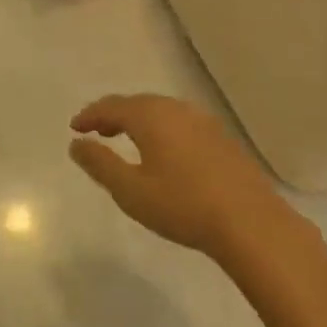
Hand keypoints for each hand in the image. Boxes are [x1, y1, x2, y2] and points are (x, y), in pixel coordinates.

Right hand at [69, 94, 319, 264]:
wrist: (251, 223)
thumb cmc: (183, 206)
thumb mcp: (130, 190)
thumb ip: (100, 164)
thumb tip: (77, 144)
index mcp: (150, 116)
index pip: (111, 106)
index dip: (90, 116)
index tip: (75, 128)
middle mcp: (175, 109)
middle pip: (137, 103)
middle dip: (113, 114)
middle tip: (97, 131)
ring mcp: (202, 121)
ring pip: (161, 111)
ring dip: (138, 121)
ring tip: (126, 139)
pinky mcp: (221, 138)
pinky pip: (180, 122)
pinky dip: (161, 129)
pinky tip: (164, 151)